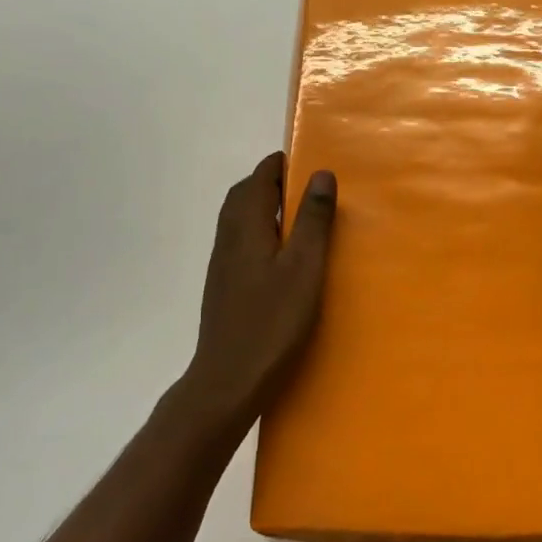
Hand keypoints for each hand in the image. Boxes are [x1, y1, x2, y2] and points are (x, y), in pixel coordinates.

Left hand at [177, 153, 336, 432]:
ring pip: (238, 219)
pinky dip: (259, 231)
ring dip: (263, 207)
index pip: (259, 178)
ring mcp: (222, 263)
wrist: (227, 379)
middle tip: (305, 187)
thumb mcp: (304, 268)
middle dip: (270, 182)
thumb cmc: (272, 322)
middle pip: (244, 195)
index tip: (307, 161)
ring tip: (297, 217)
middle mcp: (228, 238)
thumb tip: (320, 173)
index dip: (280, 165)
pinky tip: (280, 255)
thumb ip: (313, 220)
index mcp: (247, 226)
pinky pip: (239, 241)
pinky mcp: (223, 285)